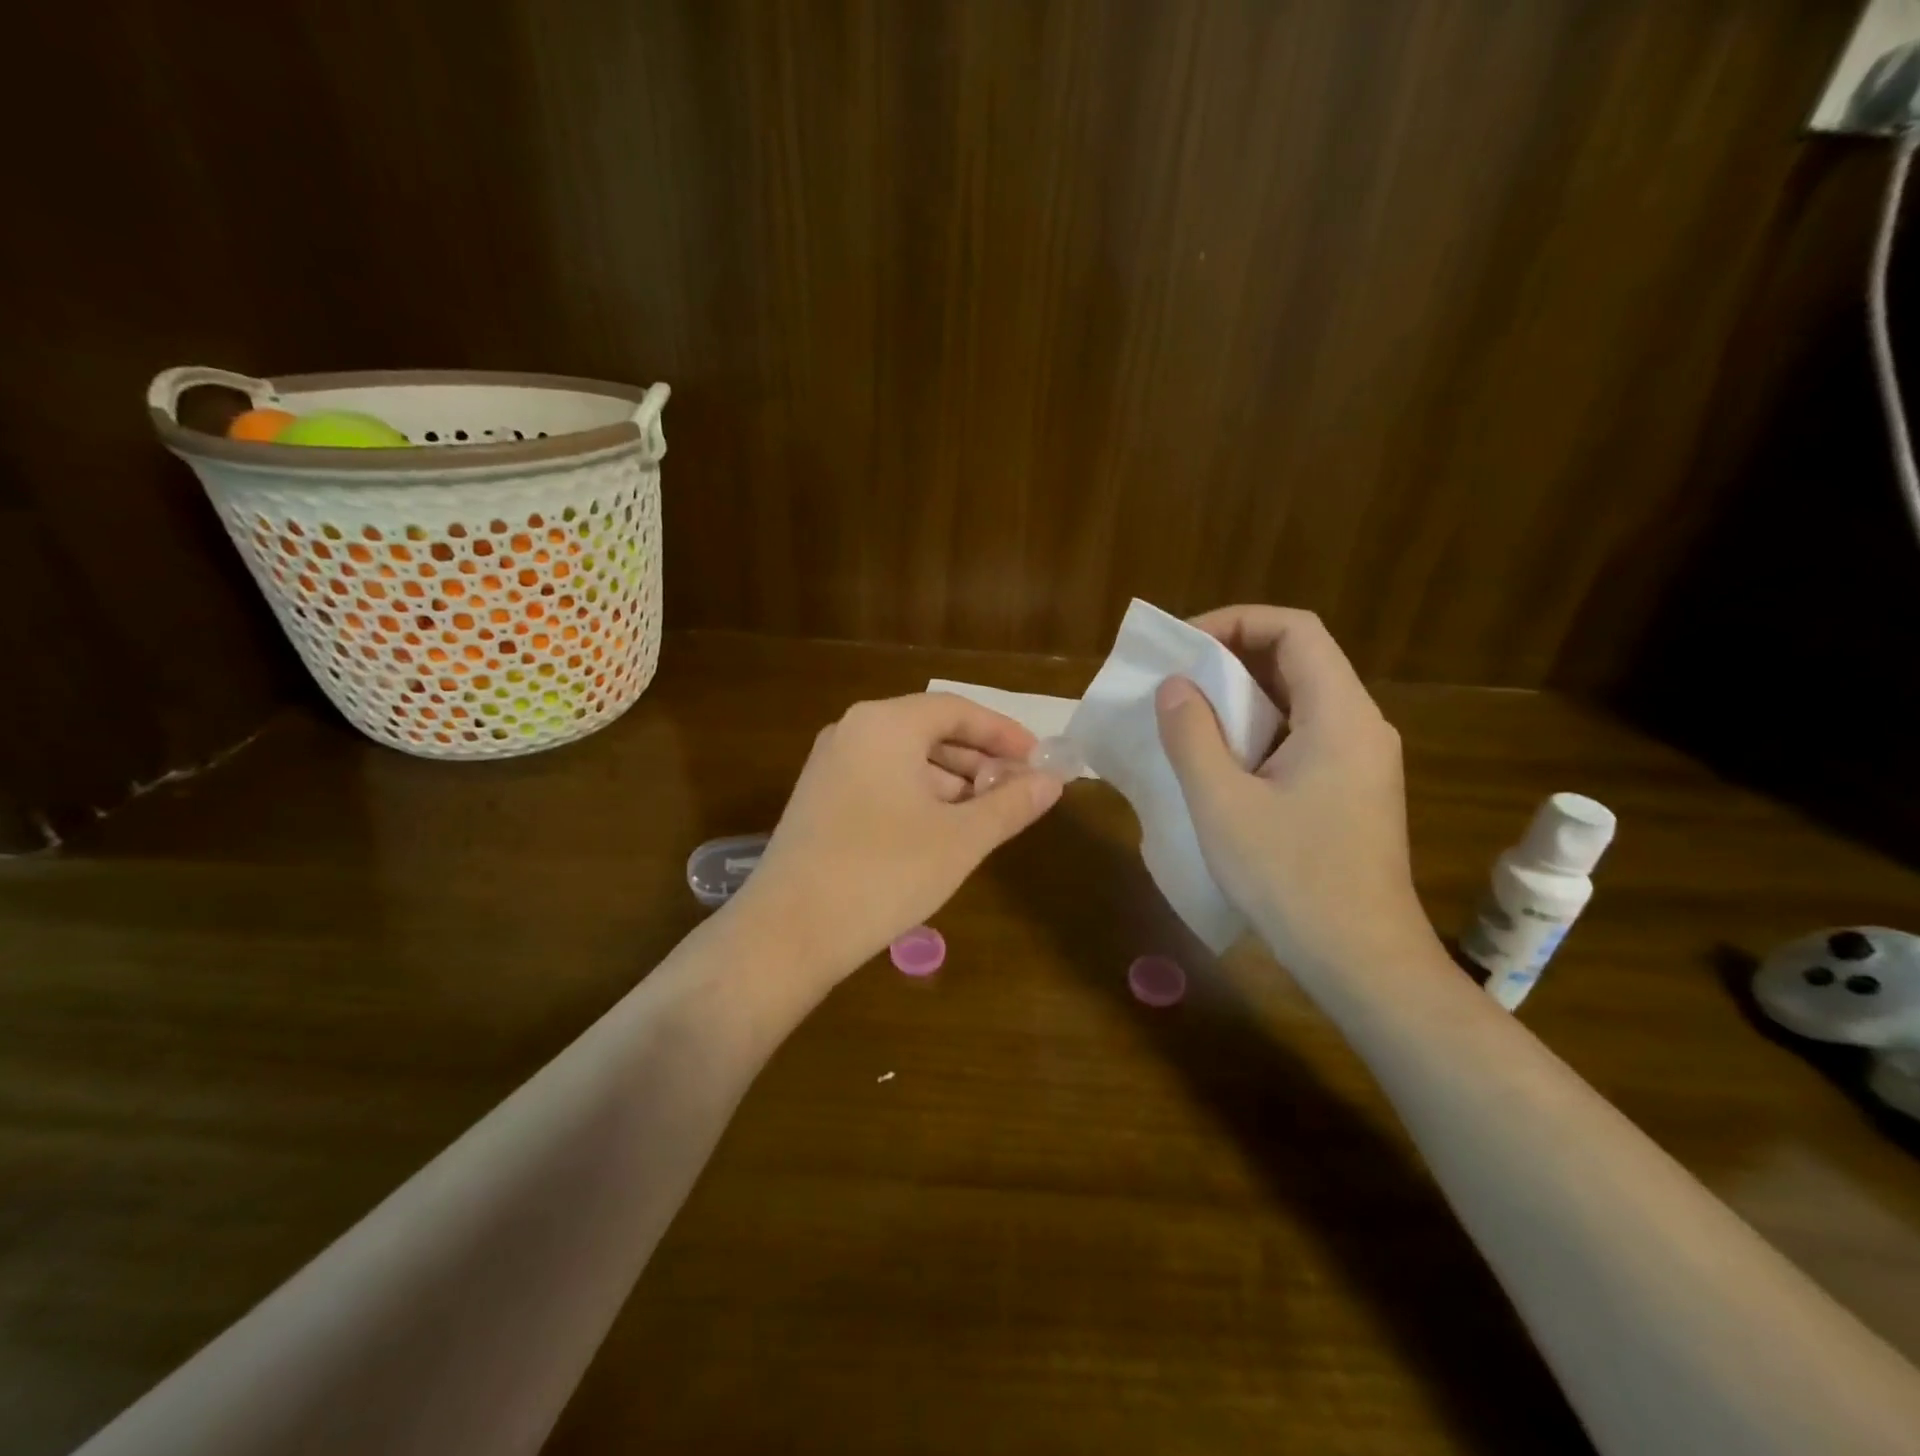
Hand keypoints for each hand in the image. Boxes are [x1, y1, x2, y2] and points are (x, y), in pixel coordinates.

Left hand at [728, 693, 1064, 980]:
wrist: (789, 931)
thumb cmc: (885, 873)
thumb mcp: (961, 839)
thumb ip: (1010, 805)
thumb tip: (1052, 782)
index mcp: (886, 725)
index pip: (957, 710)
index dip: (1003, 733)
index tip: (1037, 760)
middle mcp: (852, 732)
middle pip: (929, 731)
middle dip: (978, 760)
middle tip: (1017, 791)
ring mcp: (830, 765)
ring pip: (905, 759)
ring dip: (950, 782)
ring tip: (986, 816)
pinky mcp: (819, 799)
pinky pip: (881, 780)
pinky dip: (918, 796)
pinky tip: (941, 831)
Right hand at [1154, 606, 1437, 982]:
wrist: (1361, 960)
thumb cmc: (1290, 878)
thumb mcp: (1223, 803)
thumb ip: (1193, 735)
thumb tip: (1175, 687)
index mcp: (1340, 715)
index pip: (1296, 630)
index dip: (1237, 622)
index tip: (1185, 646)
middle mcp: (1361, 726)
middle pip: (1299, 661)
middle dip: (1233, 659)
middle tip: (1176, 682)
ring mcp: (1361, 761)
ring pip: (1299, 702)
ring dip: (1243, 699)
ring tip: (1189, 718)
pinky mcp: (1353, 792)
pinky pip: (1303, 737)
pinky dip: (1259, 733)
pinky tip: (1221, 764)